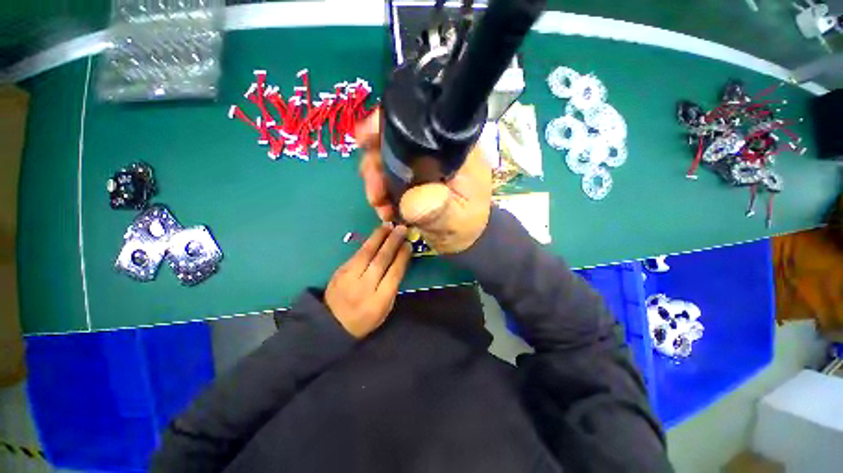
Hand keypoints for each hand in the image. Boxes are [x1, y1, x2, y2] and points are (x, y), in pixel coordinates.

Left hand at [325, 225, 411, 337]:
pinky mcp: (340, 271)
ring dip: (379, 237)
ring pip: (366, 253)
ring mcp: (349, 278)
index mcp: (378, 301)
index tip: (408, 245)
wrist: (332, 324)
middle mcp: (363, 288)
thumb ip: (392, 286)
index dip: (402, 257)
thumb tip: (399, 261)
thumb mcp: (384, 309)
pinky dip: (368, 243)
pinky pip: (357, 254)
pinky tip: (376, 235)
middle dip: (392, 242)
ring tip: (389, 226)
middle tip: (401, 229)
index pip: (393, 274)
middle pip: (380, 260)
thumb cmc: (365, 318)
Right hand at [357, 109, 492, 253]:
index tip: (365, 141)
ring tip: (380, 206)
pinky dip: (380, 190)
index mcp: (454, 149)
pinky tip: (384, 208)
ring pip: (387, 157)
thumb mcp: (456, 220)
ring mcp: (422, 162)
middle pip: (395, 138)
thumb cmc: (465, 225)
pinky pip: (388, 174)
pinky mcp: (413, 175)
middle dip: (375, 164)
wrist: (462, 236)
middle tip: (375, 194)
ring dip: (375, 181)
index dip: (387, 126)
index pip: (419, 122)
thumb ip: (436, 209)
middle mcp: (436, 149)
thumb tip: (409, 201)